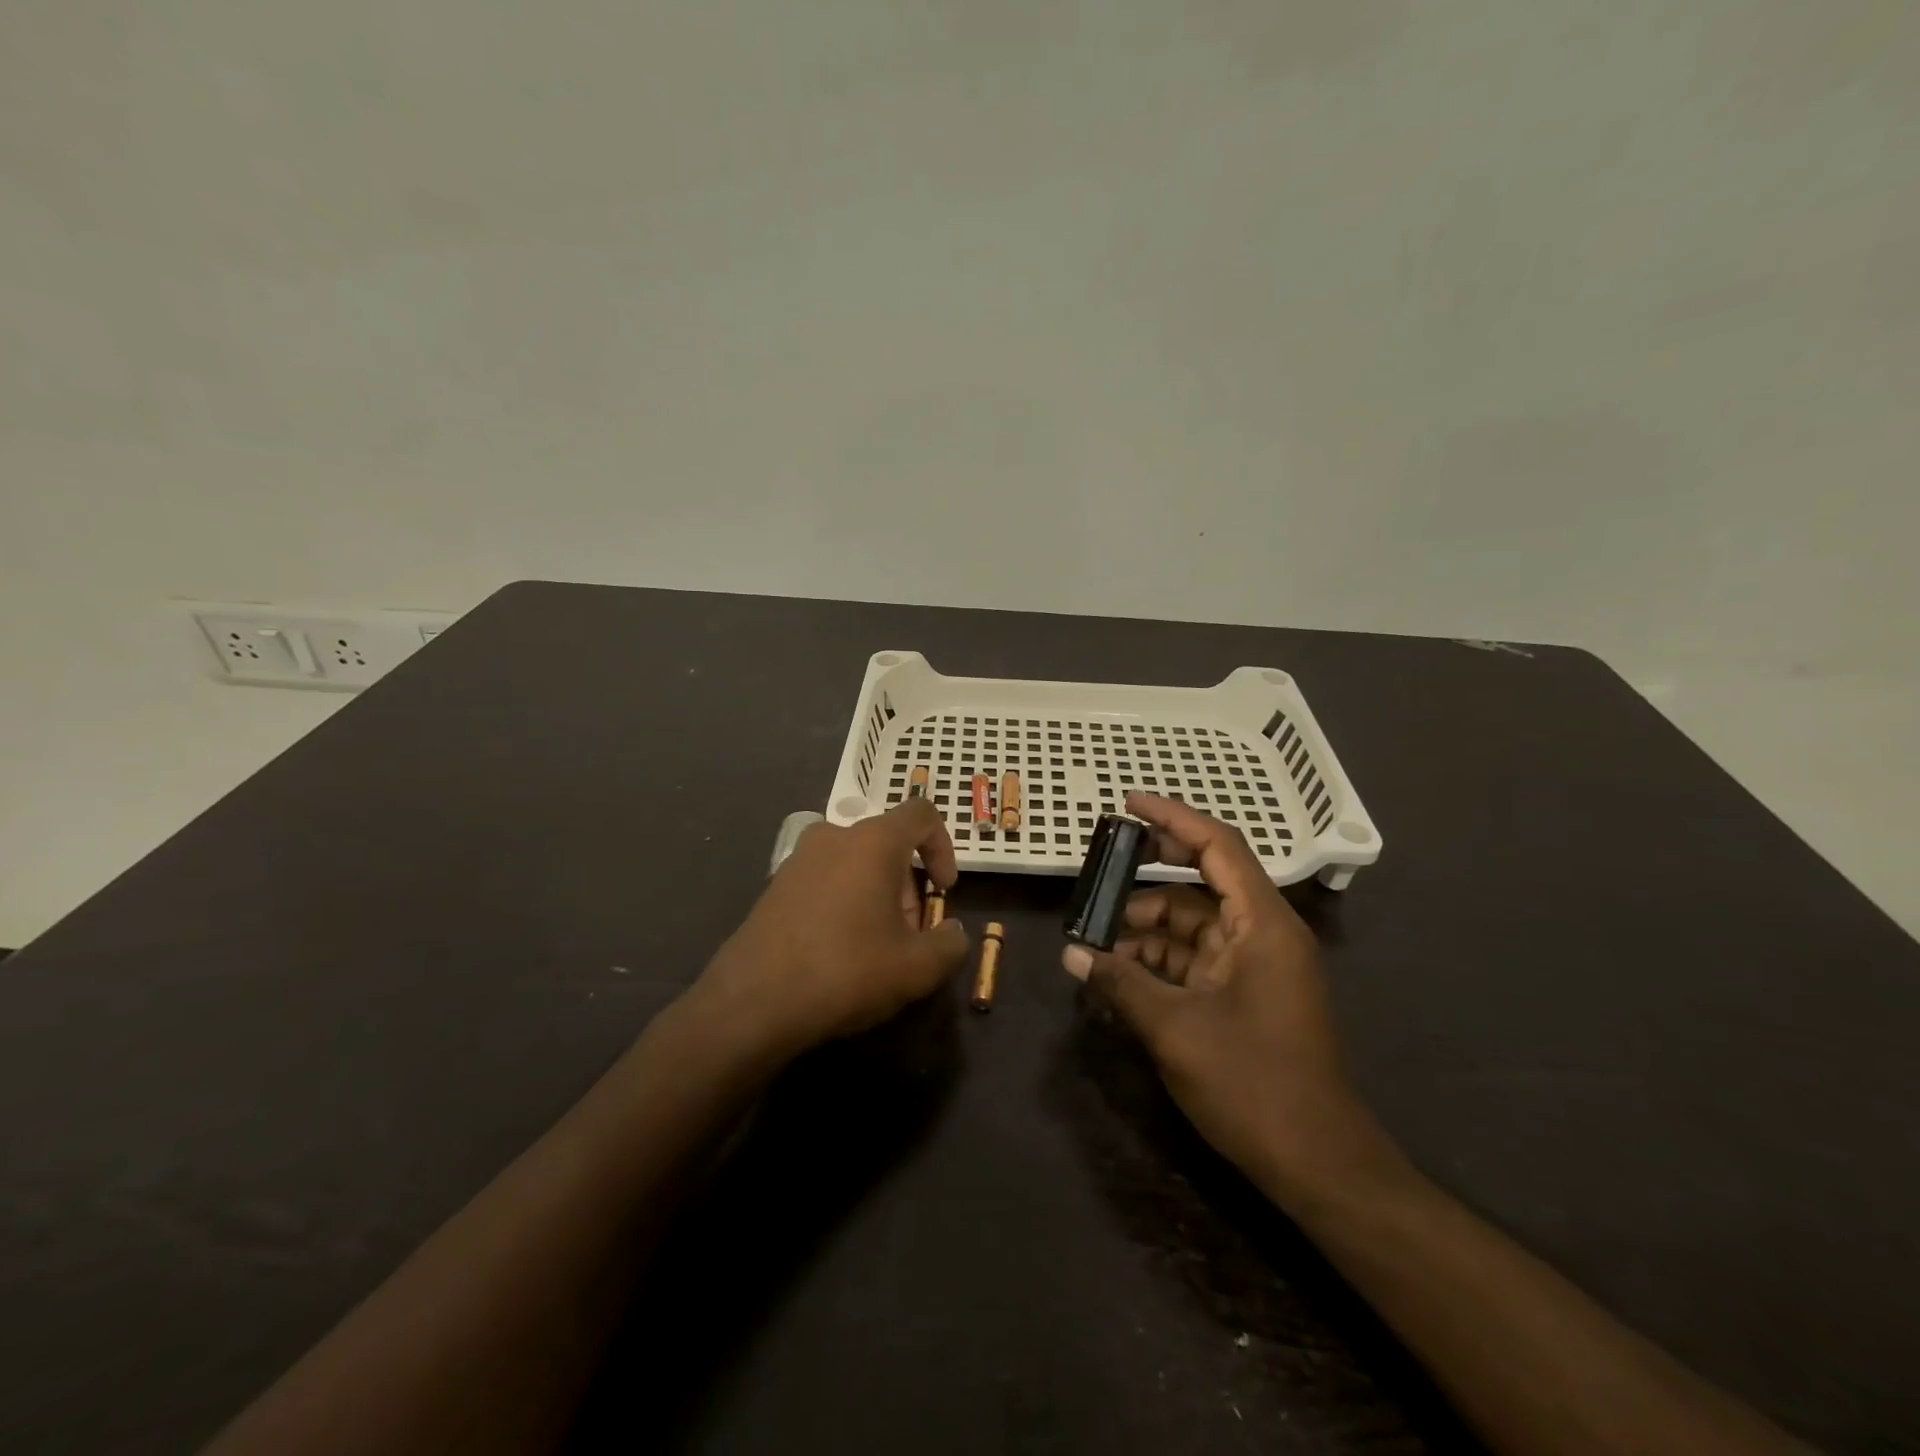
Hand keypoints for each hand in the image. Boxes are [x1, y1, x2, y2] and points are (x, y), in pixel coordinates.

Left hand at [697, 799, 970, 1057]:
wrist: (752, 1002)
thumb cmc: (846, 971)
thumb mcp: (917, 968)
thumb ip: (951, 944)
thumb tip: (954, 933)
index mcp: (873, 841)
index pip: (921, 814)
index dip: (943, 846)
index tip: (944, 890)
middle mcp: (834, 837)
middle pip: (888, 844)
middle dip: (908, 886)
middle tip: (909, 935)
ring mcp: (799, 859)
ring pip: (856, 863)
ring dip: (877, 895)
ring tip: (875, 947)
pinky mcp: (775, 885)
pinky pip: (826, 879)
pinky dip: (844, 902)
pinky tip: (838, 951)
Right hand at [1061, 793, 1397, 1209]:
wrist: (1318, 1165)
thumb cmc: (1253, 1084)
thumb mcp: (1175, 1028)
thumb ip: (1120, 982)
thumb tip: (1069, 954)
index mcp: (1262, 923)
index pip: (1218, 846)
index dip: (1173, 818)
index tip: (1128, 803)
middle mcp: (1263, 933)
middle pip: (1200, 882)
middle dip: (1145, 880)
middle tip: (1096, 874)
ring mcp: (1255, 966)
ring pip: (1191, 925)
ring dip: (1144, 928)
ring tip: (1093, 939)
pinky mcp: (1245, 995)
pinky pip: (1195, 959)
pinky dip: (1157, 960)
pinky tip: (1116, 972)